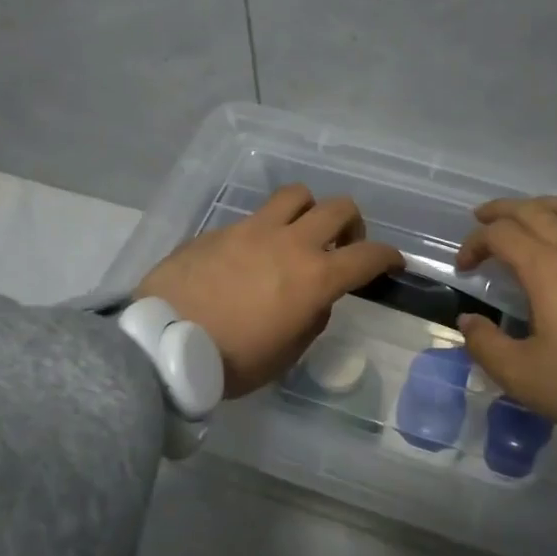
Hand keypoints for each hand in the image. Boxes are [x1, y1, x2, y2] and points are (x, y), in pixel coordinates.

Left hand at [136, 185, 403, 399]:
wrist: (164, 342)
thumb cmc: (232, 360)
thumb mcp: (286, 353)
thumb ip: (311, 319)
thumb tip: (314, 298)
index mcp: (314, 277)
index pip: (368, 255)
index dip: (388, 257)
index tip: (392, 263)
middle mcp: (290, 243)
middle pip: (338, 208)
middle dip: (352, 225)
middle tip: (344, 245)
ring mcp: (253, 230)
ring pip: (296, 195)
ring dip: (309, 211)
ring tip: (300, 234)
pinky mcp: (221, 229)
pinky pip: (255, 216)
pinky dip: (266, 229)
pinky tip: (252, 255)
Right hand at [454, 197, 556, 445]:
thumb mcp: (524, 378)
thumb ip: (487, 346)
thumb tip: (468, 321)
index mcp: (547, 271)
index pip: (501, 236)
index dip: (475, 242)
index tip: (465, 267)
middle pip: (536, 211)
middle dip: (503, 211)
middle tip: (484, 218)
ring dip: (550, 205)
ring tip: (537, 212)